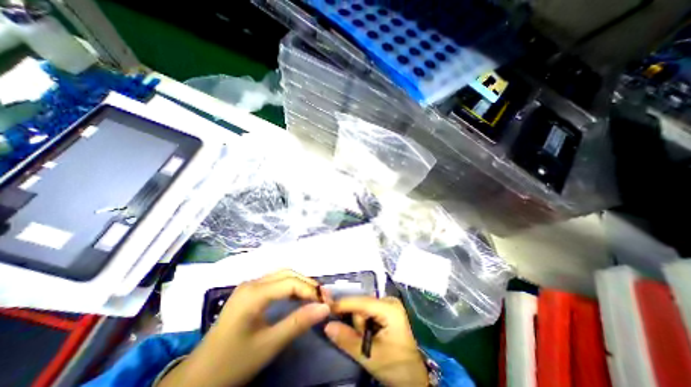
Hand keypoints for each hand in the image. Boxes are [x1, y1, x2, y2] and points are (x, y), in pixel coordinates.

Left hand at [158, 269, 330, 386]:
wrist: (198, 377)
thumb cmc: (233, 362)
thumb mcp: (269, 345)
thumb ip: (298, 323)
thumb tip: (325, 308)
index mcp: (254, 293)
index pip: (290, 283)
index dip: (310, 290)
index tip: (326, 302)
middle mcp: (252, 283)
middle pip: (287, 274)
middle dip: (307, 283)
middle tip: (322, 298)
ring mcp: (249, 286)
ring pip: (281, 275)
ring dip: (299, 283)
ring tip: (313, 297)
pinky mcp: (248, 292)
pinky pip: (275, 282)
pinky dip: (289, 286)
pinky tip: (296, 297)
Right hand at [324, 297, 427, 385]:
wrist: (413, 378)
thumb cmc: (395, 366)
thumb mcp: (370, 355)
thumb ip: (347, 339)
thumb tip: (327, 325)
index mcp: (390, 308)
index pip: (361, 302)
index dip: (343, 304)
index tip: (325, 308)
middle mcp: (389, 301)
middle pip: (361, 305)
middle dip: (357, 322)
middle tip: (362, 340)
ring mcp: (389, 304)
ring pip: (363, 309)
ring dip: (360, 324)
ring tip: (369, 340)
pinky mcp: (387, 310)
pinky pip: (368, 311)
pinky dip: (364, 323)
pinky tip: (369, 334)